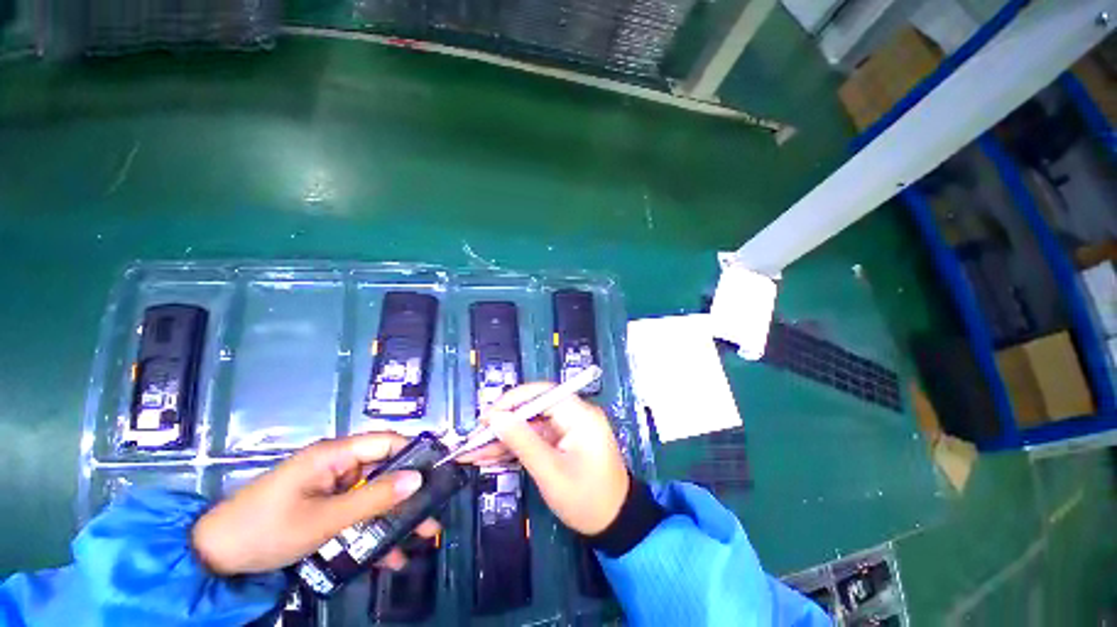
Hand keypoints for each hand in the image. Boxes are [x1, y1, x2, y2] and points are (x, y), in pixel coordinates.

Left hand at [192, 433, 438, 574]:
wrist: (214, 558)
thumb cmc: (267, 530)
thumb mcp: (324, 520)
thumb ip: (374, 500)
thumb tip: (418, 480)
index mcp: (336, 454)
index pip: (387, 442)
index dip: (415, 453)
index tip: (440, 471)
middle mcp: (338, 466)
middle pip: (384, 472)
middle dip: (410, 494)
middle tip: (434, 513)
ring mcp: (331, 489)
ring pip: (374, 497)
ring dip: (395, 518)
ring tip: (422, 538)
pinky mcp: (324, 509)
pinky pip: (356, 515)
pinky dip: (372, 533)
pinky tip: (388, 557)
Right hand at [460, 383, 628, 534]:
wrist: (615, 524)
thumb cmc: (586, 499)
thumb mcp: (551, 472)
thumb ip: (522, 442)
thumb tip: (496, 418)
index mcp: (579, 414)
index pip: (542, 394)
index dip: (512, 401)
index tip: (486, 417)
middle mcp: (574, 414)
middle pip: (533, 409)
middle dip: (503, 424)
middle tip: (473, 439)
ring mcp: (568, 429)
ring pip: (530, 425)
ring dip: (504, 439)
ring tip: (472, 452)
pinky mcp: (562, 442)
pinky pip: (535, 439)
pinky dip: (515, 448)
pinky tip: (490, 457)